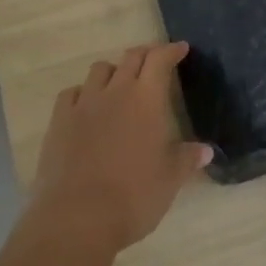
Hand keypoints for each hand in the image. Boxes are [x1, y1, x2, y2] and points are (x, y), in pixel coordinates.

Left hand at [26, 42, 212, 257]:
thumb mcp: (169, 180)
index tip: (180, 48)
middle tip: (154, 61)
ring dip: (114, 71)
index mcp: (146, 99)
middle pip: (130, 58)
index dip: (171, 51)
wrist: (78, 217)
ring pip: (99, 70)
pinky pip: (72, 93)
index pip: (160, 60)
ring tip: (120, 84)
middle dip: (145, 55)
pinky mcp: (59, 120)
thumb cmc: (134, 197)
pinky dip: (83, 93)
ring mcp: (84, 103)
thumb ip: (186, 159)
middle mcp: (115, 91)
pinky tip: (87, 106)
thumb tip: (206, 150)